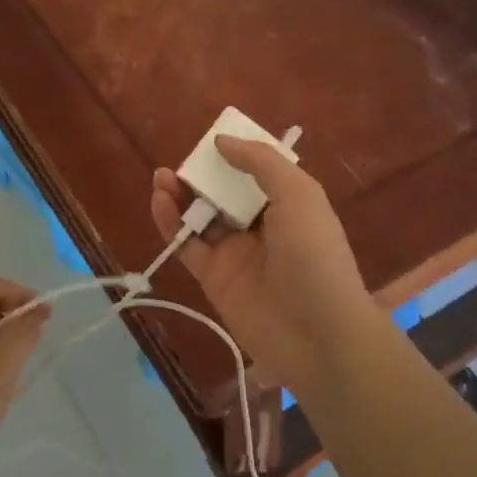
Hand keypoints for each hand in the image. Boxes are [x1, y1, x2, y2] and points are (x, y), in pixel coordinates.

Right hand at [151, 137, 382, 397]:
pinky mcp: (213, 278)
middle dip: (203, 175)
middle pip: (224, 194)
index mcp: (289, 205)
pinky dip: (171, 223)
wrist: (317, 334)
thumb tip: (223, 141)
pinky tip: (159, 201)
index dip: (235, 157)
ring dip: (181, 195)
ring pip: (201, 217)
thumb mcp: (299, 195)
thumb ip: (261, 163)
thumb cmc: (315, 255)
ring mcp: (235, 254)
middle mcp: (261, 227)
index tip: (213, 144)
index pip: (257, 174)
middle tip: (181, 164)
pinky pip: (187, 245)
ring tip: (162, 178)